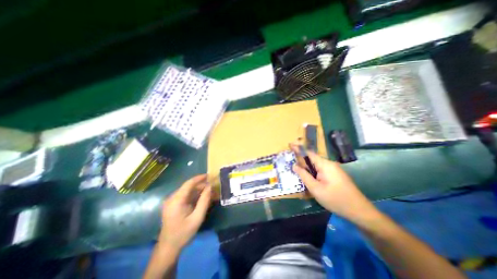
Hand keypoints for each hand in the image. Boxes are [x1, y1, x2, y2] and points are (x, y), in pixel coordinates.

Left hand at [159, 175, 210, 250]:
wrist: (168, 247)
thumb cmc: (183, 233)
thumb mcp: (197, 218)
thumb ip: (204, 201)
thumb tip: (210, 187)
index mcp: (176, 200)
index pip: (189, 183)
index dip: (200, 178)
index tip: (210, 175)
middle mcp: (172, 198)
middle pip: (189, 187)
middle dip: (202, 186)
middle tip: (213, 188)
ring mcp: (172, 201)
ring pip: (188, 191)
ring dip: (200, 191)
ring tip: (210, 194)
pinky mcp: (173, 204)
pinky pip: (186, 196)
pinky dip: (195, 196)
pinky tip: (203, 199)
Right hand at [290, 143, 374, 219]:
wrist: (359, 211)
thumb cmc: (336, 199)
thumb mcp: (316, 189)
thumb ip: (304, 176)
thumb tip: (294, 165)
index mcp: (325, 165)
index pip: (309, 153)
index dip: (298, 148)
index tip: (290, 144)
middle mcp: (330, 164)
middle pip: (312, 159)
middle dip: (302, 160)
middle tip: (292, 164)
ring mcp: (334, 169)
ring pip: (316, 165)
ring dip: (307, 168)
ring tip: (299, 173)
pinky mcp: (336, 175)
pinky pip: (321, 170)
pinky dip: (313, 172)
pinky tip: (310, 180)